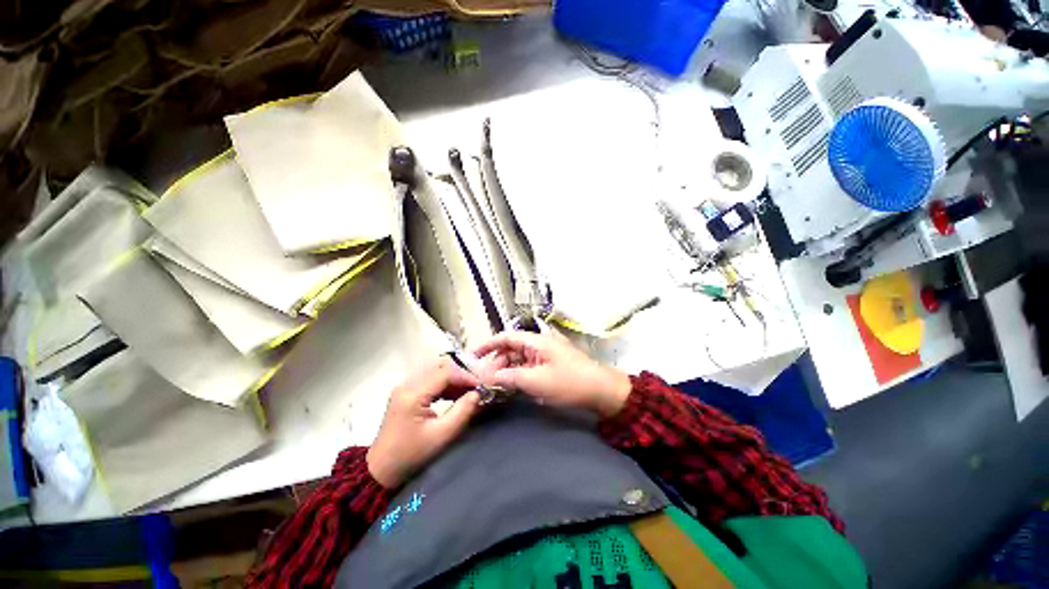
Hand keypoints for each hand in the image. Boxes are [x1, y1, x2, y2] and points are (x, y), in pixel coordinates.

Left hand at [367, 358, 481, 487]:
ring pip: (436, 371)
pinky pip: (430, 380)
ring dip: (454, 379)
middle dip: (461, 375)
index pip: (445, 373)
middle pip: (440, 368)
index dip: (465, 376)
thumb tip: (477, 394)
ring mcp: (405, 387)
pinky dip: (445, 384)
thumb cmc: (411, 455)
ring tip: (468, 392)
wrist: (381, 471)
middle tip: (476, 388)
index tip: (480, 387)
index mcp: (413, 394)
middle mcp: (407, 384)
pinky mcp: (406, 392)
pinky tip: (455, 395)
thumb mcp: (441, 436)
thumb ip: (462, 412)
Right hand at [474, 331, 630, 418]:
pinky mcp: (550, 365)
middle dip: (496, 362)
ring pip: (519, 359)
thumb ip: (511, 377)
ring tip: (495, 385)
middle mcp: (539, 343)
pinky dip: (518, 374)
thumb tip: (490, 377)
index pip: (506, 337)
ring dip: (506, 370)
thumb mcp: (537, 381)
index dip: (488, 344)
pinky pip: (528, 366)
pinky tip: (511, 386)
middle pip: (511, 349)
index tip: (472, 356)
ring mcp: (545, 354)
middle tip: (484, 380)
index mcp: (536, 341)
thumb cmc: (569, 382)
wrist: (601, 390)